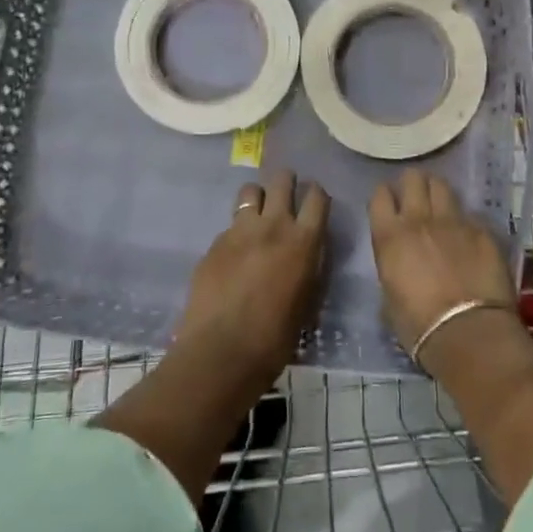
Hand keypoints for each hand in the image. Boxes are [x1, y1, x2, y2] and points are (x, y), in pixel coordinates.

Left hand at [176, 169, 328, 385]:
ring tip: (258, 214)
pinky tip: (234, 254)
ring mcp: (239, 231)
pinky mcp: (215, 242)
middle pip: (281, 180)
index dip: (317, 194)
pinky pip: (230, 224)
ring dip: (258, 197)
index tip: (315, 201)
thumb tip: (308, 252)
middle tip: (286, 194)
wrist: (222, 351)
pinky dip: (236, 231)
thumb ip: (309, 267)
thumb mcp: (308, 301)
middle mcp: (273, 225)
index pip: (317, 197)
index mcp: (303, 241)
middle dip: (286, 181)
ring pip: (250, 191)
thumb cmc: (275, 338)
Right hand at [368, 169, 516, 357]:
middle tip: (415, 197)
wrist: (469, 333)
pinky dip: (466, 220)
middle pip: (413, 179)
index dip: (385, 196)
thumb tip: (399, 268)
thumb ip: (392, 271)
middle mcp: (419, 220)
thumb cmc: (419, 326)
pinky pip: (470, 214)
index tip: (389, 204)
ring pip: (442, 186)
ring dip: (437, 192)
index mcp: (390, 237)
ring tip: (440, 205)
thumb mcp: (389, 299)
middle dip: (412, 184)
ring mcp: (454, 221)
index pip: (380, 196)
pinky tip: (468, 235)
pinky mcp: (482, 231)